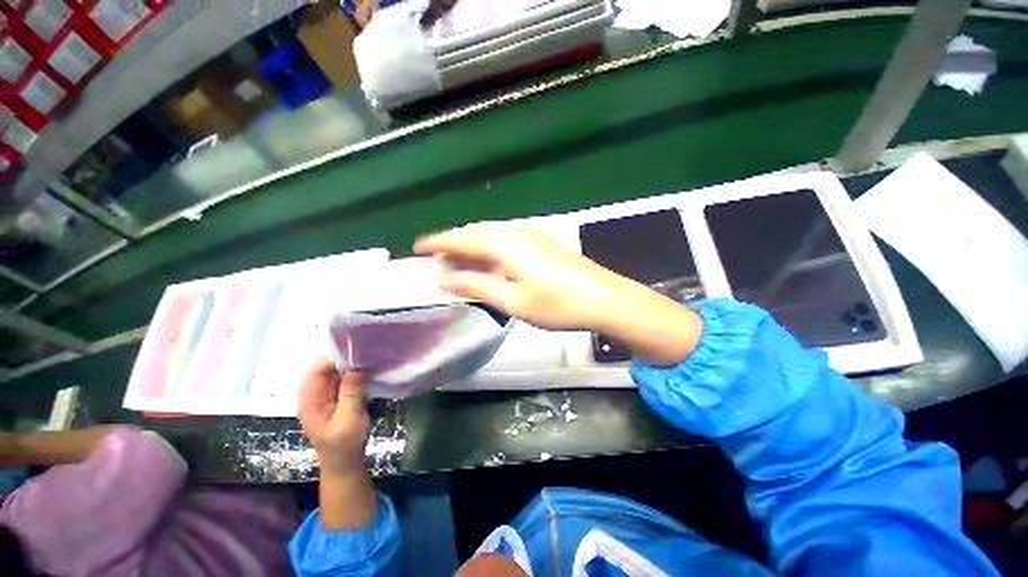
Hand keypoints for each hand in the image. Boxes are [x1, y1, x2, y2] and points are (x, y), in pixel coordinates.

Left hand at [298, 358, 369, 476]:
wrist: (344, 462)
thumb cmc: (344, 443)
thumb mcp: (350, 418)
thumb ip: (351, 391)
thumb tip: (357, 365)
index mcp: (310, 399)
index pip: (319, 369)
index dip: (336, 356)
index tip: (359, 348)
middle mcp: (313, 393)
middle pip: (325, 367)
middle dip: (345, 357)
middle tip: (368, 350)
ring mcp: (324, 395)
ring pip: (335, 371)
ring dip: (350, 364)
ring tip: (370, 355)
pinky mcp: (334, 396)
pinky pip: (341, 378)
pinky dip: (353, 372)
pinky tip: (367, 368)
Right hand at [415, 222, 629, 330]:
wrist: (603, 298)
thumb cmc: (557, 304)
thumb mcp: (513, 300)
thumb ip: (479, 286)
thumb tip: (447, 278)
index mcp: (505, 245)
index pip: (462, 239)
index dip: (438, 242)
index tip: (418, 247)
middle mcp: (516, 233)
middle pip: (476, 232)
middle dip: (454, 242)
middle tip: (438, 258)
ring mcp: (533, 235)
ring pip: (492, 233)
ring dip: (473, 243)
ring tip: (460, 259)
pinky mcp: (543, 243)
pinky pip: (506, 238)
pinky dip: (491, 246)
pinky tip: (491, 259)